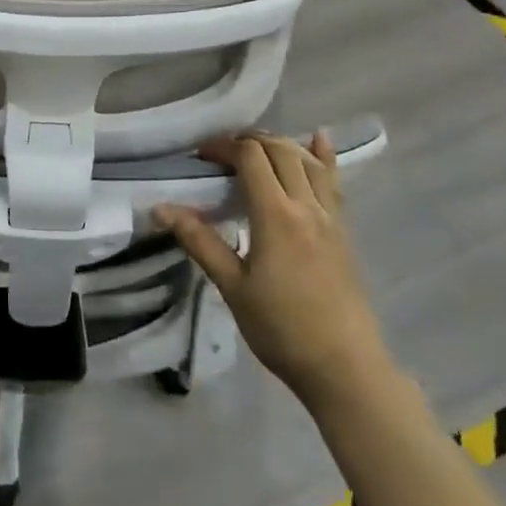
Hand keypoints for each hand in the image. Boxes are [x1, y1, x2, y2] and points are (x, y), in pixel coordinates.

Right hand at [156, 133, 389, 414]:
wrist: (344, 368)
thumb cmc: (281, 329)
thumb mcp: (232, 286)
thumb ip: (199, 241)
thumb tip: (161, 208)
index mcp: (276, 215)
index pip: (250, 157)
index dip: (224, 146)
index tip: (201, 156)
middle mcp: (306, 206)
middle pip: (279, 150)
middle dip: (248, 141)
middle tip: (220, 154)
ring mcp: (330, 217)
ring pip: (306, 161)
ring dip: (279, 144)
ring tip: (254, 147)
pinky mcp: (343, 231)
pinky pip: (333, 181)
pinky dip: (323, 156)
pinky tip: (319, 138)